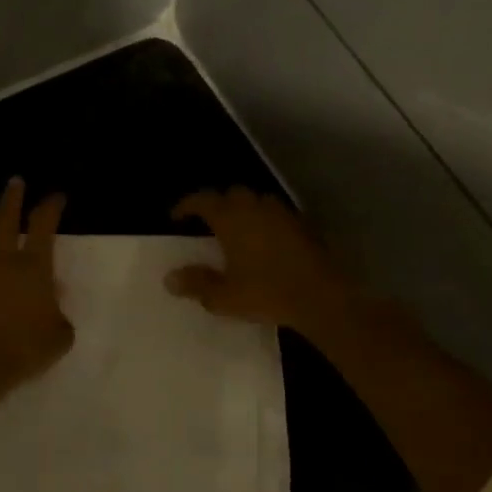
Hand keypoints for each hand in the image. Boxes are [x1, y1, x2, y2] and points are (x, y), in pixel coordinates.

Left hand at [0, 178, 72, 409]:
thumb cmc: (21, 351)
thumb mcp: (58, 338)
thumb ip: (59, 316)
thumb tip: (52, 302)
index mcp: (32, 266)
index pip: (44, 225)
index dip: (51, 206)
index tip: (56, 196)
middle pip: (5, 217)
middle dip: (12, 197)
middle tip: (15, 182)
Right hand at [165, 187, 353, 336]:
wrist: (320, 297)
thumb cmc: (266, 293)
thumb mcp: (223, 296)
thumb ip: (196, 284)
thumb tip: (170, 278)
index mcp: (231, 218)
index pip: (203, 200)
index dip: (187, 205)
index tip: (176, 218)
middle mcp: (256, 207)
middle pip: (233, 194)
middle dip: (218, 205)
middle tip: (209, 224)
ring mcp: (283, 214)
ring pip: (258, 201)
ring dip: (245, 211)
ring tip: (238, 231)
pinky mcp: (304, 226)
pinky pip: (278, 216)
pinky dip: (267, 223)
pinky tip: (266, 243)